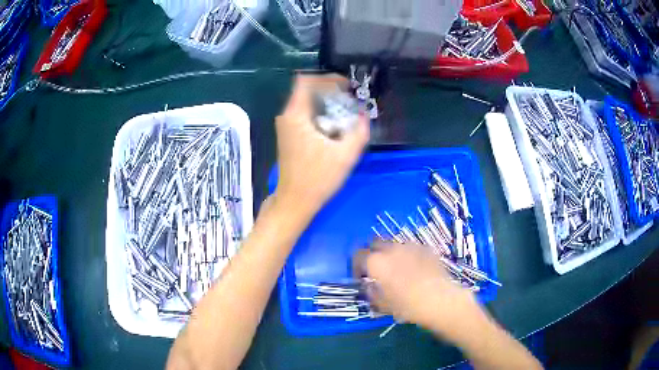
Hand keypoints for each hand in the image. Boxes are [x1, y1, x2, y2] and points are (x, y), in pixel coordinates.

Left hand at [273, 74, 369, 217]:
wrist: (295, 201)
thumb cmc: (318, 179)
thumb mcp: (345, 155)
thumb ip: (359, 131)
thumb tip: (364, 115)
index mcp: (296, 115)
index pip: (306, 81)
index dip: (327, 78)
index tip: (347, 87)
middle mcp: (287, 116)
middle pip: (307, 90)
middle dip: (331, 91)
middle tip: (351, 100)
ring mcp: (286, 126)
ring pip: (306, 103)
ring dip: (327, 103)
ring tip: (347, 113)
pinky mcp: (289, 135)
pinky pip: (305, 114)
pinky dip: (321, 114)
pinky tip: (335, 127)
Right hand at [355, 242, 482, 340]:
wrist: (441, 300)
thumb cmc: (408, 305)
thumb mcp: (383, 305)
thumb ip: (371, 292)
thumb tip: (369, 286)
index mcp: (376, 262)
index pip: (358, 256)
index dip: (357, 266)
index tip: (361, 278)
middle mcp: (391, 249)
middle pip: (374, 243)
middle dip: (372, 254)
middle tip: (377, 269)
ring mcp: (410, 246)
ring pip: (394, 244)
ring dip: (390, 253)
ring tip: (397, 268)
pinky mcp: (426, 248)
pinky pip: (411, 248)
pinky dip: (407, 255)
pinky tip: (415, 268)